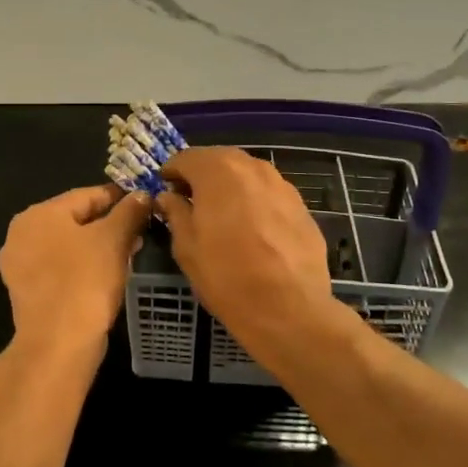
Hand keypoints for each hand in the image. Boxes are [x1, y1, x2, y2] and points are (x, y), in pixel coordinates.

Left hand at [0, 184, 152, 364]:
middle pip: (75, 220)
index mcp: (38, 214)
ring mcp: (20, 265)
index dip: (118, 197)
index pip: (86, 195)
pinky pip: (60, 268)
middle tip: (140, 230)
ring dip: (98, 246)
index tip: (144, 202)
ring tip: (129, 253)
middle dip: (109, 224)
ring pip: (68, 245)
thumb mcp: (114, 239)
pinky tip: (106, 274)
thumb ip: (129, 212)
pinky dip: (83, 266)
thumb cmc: (85, 281)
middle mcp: (21, 234)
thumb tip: (142, 195)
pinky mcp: (26, 291)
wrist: (58, 344)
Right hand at [156, 148, 331, 335]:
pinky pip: (269, 193)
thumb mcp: (187, 247)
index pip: (186, 158)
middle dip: (203, 175)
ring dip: (231, 186)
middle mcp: (251, 167)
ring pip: (247, 175)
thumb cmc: (226, 276)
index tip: (166, 189)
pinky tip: (252, 228)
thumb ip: (176, 213)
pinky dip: (255, 201)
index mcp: (217, 171)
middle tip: (191, 200)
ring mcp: (281, 184)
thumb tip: (169, 197)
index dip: (172, 172)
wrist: (289, 308)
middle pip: (219, 160)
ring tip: (222, 214)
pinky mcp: (301, 205)